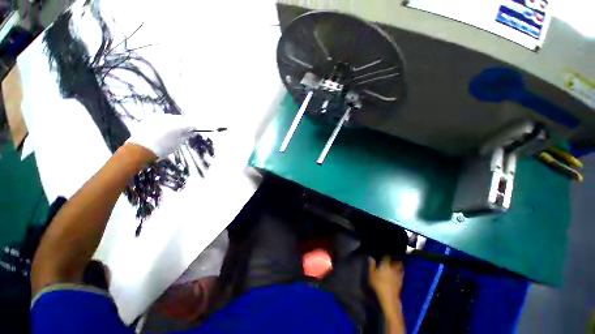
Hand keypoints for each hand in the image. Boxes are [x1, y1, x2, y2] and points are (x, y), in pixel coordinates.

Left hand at [126, 114, 195, 159]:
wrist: (140, 150)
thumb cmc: (162, 149)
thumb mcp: (177, 144)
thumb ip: (184, 136)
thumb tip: (190, 132)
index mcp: (177, 125)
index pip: (189, 124)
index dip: (193, 127)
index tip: (195, 131)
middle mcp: (168, 119)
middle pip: (180, 119)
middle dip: (184, 124)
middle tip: (186, 130)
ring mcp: (157, 118)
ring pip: (170, 117)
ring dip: (175, 122)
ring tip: (175, 130)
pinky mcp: (149, 119)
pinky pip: (161, 119)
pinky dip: (165, 123)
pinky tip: (164, 129)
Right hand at [369, 256, 403, 308]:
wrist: (389, 298)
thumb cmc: (378, 285)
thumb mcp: (371, 275)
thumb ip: (371, 265)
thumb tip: (371, 257)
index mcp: (386, 265)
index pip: (387, 257)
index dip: (386, 255)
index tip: (384, 254)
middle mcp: (393, 268)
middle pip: (397, 261)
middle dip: (396, 259)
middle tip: (392, 258)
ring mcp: (398, 275)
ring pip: (401, 267)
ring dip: (399, 265)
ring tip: (396, 264)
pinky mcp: (401, 282)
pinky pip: (402, 274)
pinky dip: (401, 272)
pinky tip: (398, 273)